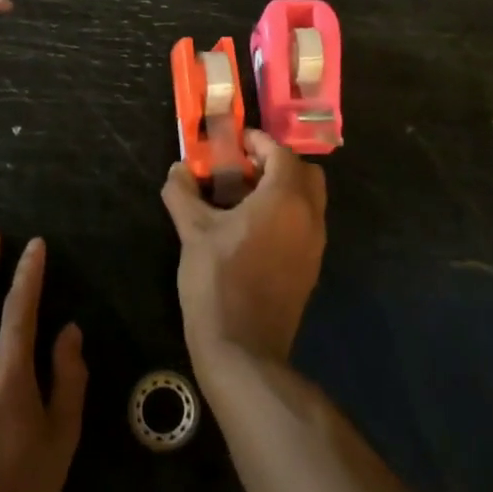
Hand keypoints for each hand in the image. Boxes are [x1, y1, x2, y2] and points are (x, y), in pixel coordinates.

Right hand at [161, 129, 326, 371]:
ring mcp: (315, 245)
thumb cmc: (218, 280)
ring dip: (284, 190)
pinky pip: (306, 226)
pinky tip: (254, 231)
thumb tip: (177, 170)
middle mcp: (309, 216)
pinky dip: (288, 215)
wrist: (243, 349)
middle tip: (245, 169)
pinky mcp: (310, 269)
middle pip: (305, 173)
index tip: (235, 143)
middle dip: (278, 164)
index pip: (282, 154)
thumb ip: (183, 194)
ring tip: (245, 199)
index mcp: (285, 199)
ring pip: (310, 201)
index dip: (259, 143)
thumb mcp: (193, 232)